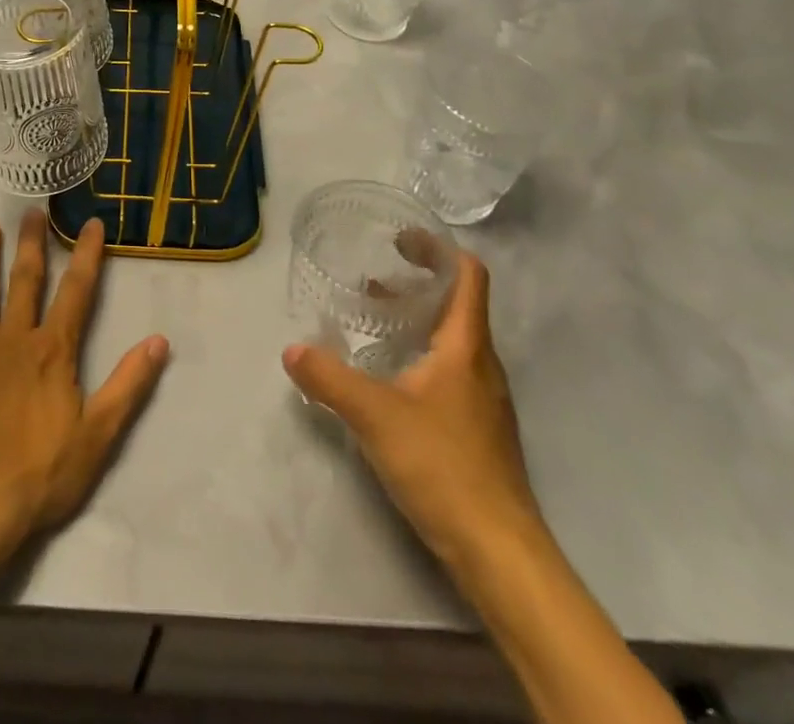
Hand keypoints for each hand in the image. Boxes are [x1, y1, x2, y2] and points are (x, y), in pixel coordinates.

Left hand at [0, 210, 169, 562]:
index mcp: (52, 351)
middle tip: (32, 211)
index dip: (87, 256)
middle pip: (25, 281)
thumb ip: (129, 385)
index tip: (92, 223)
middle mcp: (13, 339)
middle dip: (32, 244)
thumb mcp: (98, 436)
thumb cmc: (38, 475)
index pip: (77, 292)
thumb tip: (160, 341)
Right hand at [284, 250, 541, 571]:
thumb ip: (330, 379)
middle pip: (458, 305)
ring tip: (375, 320)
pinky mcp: (479, 430)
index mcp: (466, 347)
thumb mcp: (375, 416)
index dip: (439, 249)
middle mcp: (482, 365)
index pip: (469, 276)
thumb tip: (292, 349)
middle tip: (374, 278)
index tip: (400, 240)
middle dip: (418, 283)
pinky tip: (390, 377)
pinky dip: (422, 355)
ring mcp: (484, 400)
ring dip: (418, 320)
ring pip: (453, 341)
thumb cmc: (444, 467)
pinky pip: (451, 372)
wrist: (501, 553)